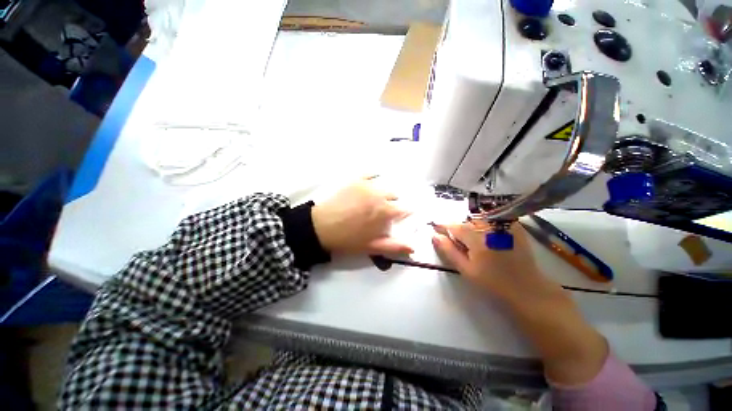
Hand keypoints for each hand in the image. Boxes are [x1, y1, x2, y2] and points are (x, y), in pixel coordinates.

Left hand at [312, 178, 412, 254]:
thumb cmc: (347, 239)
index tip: (400, 217)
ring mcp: (367, 185)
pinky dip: (373, 177)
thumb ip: (394, 246)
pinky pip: (370, 173)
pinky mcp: (356, 180)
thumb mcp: (371, 247)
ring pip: (384, 185)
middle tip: (383, 211)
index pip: (405, 209)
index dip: (404, 213)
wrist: (320, 227)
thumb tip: (414, 248)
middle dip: (392, 203)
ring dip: (384, 192)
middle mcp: (380, 195)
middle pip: (395, 196)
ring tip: (375, 200)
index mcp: (385, 212)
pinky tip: (371, 183)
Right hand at [431, 223, 550, 303]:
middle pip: (467, 221)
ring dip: (471, 225)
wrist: (526, 289)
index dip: (443, 226)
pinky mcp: (514, 227)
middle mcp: (490, 228)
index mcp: (477, 239)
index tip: (435, 227)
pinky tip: (486, 235)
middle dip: (458, 228)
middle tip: (457, 240)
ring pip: (479, 218)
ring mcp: (504, 226)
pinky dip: (485, 223)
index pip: (455, 226)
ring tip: (472, 239)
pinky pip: (493, 218)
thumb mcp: (466, 269)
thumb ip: (449, 250)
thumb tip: (434, 235)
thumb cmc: (493, 283)